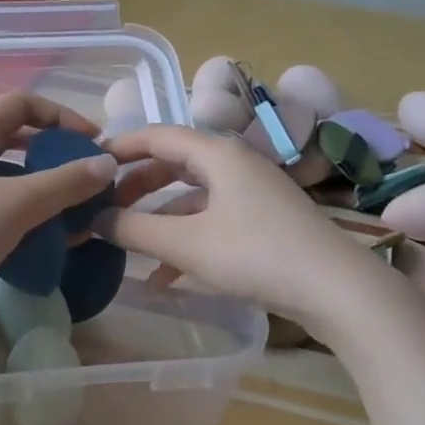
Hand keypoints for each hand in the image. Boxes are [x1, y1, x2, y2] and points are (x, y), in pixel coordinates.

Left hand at [0, 93, 116, 334]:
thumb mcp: (17, 204)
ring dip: (43, 188)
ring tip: (74, 211)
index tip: (92, 142)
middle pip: (16, 138)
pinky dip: (25, 214)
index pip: (21, 103)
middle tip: (86, 176)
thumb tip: (107, 164)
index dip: (61, 115)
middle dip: (55, 154)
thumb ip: (66, 182)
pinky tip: (46, 238)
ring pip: (8, 176)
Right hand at [98, 124, 373, 323]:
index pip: (158, 135)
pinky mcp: (263, 221)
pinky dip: (184, 238)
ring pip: (191, 195)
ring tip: (126, 242)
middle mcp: (235, 164)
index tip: (88, 162)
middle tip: (104, 205)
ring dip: (158, 218)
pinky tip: (163, 277)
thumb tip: (94, 220)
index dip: (120, 146)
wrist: (337, 289)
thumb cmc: (256, 254)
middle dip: (136, 185)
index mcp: (218, 154)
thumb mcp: (187, 243)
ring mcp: (252, 193)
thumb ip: (135, 229)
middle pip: (174, 163)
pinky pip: (211, 220)